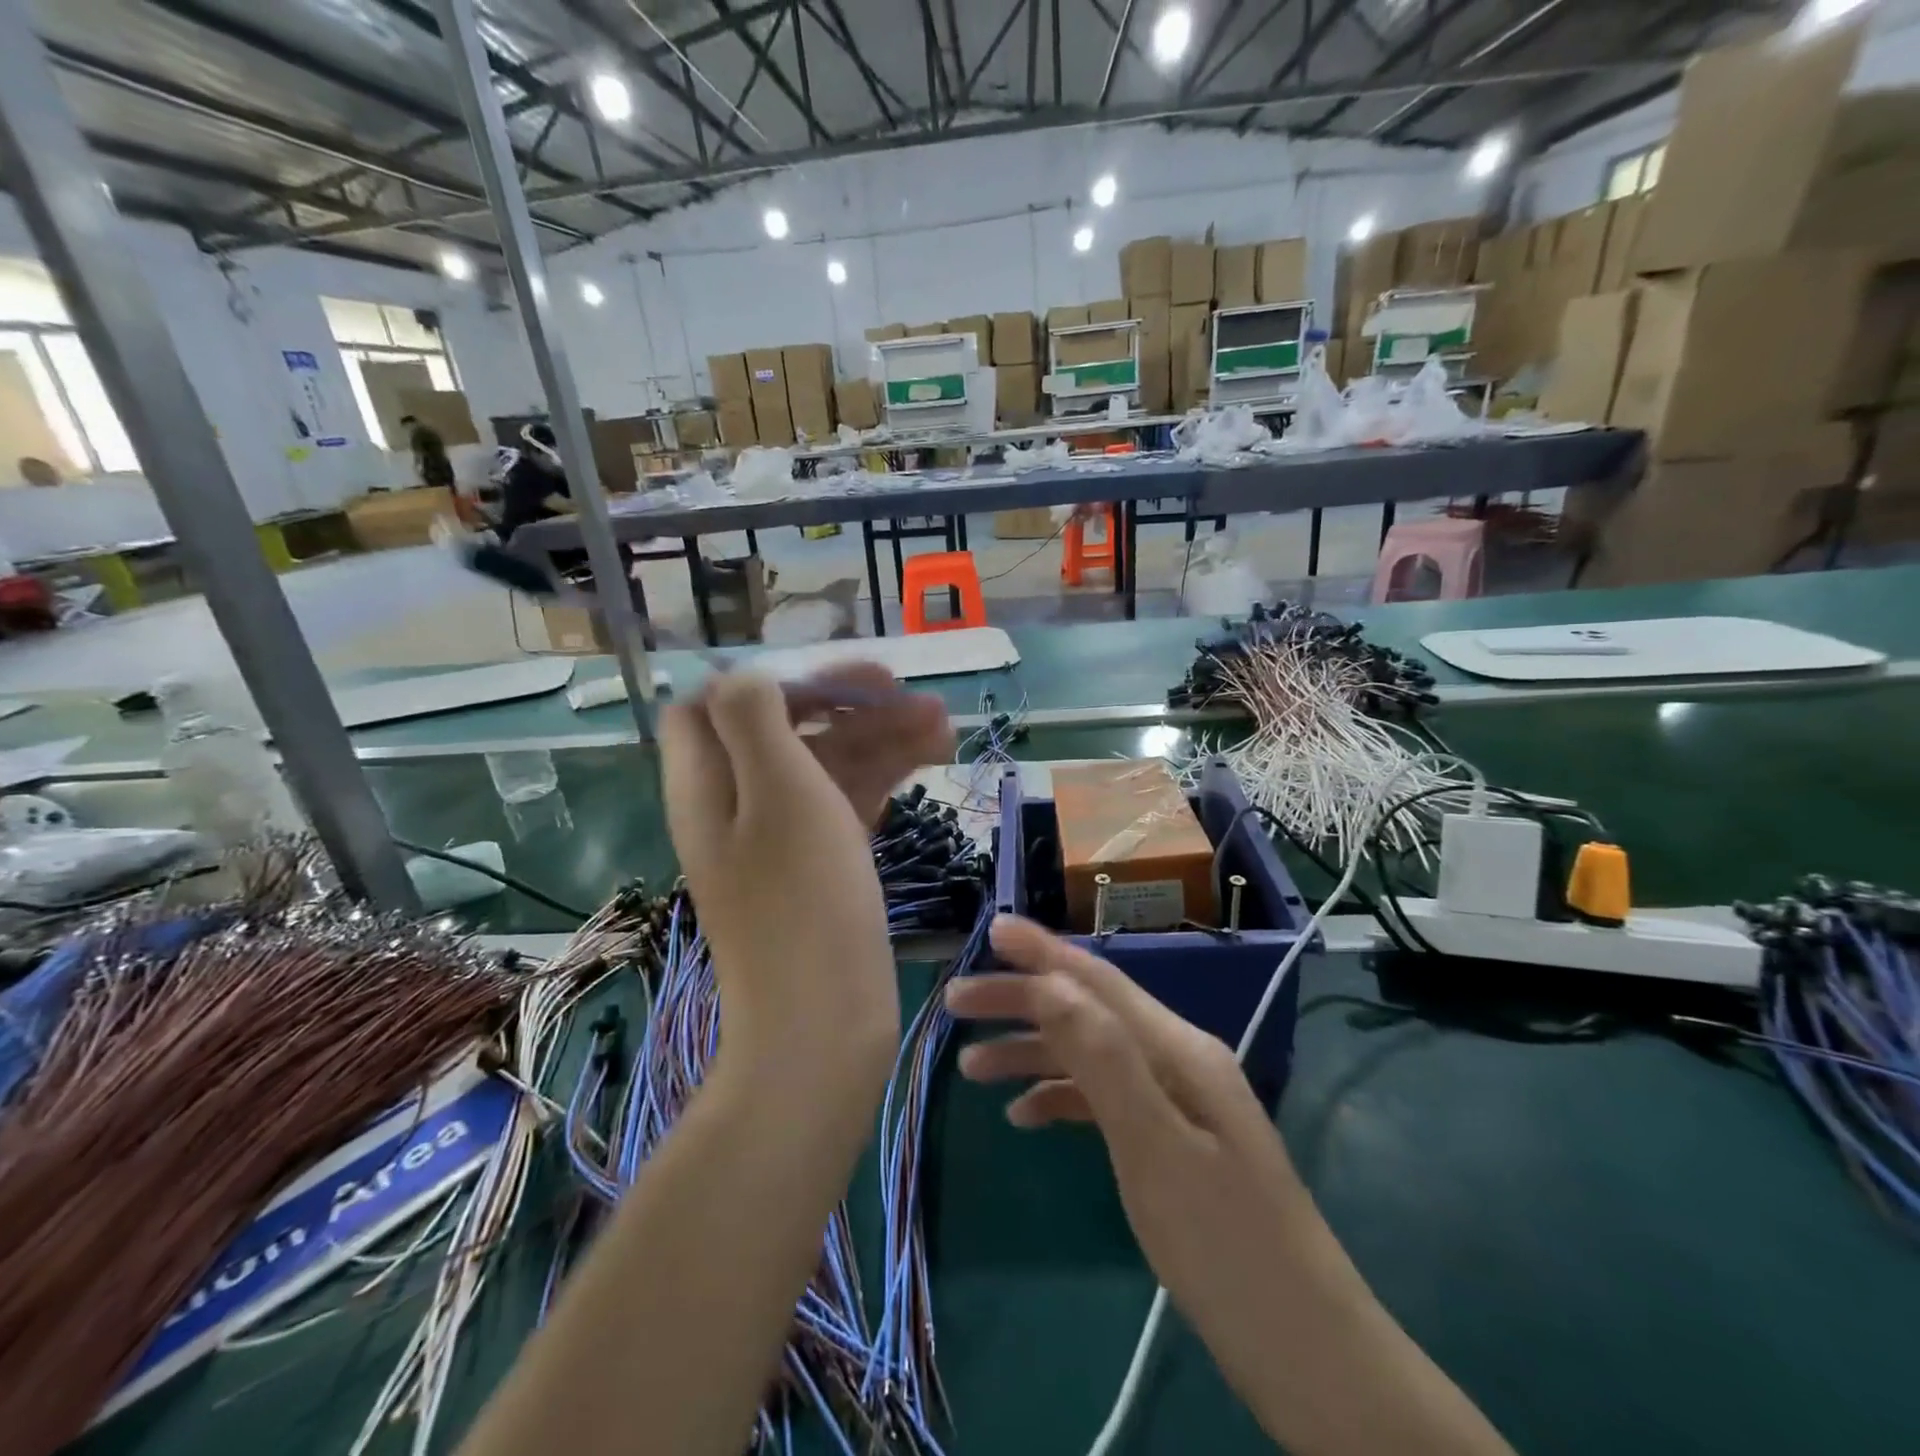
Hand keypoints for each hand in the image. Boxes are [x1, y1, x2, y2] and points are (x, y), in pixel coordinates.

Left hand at [661, 666, 951, 1092]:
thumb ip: (754, 720)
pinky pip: (848, 802)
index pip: (717, 704)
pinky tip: (933, 756)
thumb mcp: (776, 792)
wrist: (824, 1026)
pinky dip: (886, 774)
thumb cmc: (802, 901)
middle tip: (910, 692)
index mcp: (708, 784)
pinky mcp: (822, 866)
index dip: (774, 682)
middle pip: (785, 729)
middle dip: (846, 703)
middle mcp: (739, 805)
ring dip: (880, 735)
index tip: (836, 684)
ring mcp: (783, 838)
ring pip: (826, 764)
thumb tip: (747, 677)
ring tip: (944, 723)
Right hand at [945, 917, 1316, 1341]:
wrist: (1308, 1355)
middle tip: (956, 1003)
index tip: (991, 927)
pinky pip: (1102, 1099)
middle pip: (1087, 1012)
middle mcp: (1176, 1059)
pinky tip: (1023, 1116)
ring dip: (1031, 1052)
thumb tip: (1052, 983)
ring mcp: (1175, 1100)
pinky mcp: (1169, 1140)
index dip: (1042, 952)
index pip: (1098, 982)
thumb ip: (1104, 1059)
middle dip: (1022, 1001)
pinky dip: (1059, 1097)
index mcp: (1178, 1049)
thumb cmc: (1227, 1248)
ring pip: (1089, 1055)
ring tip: (970, 1067)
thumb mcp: (1156, 1149)